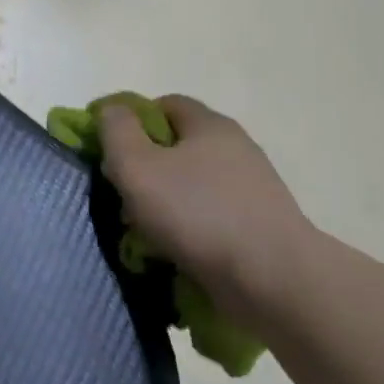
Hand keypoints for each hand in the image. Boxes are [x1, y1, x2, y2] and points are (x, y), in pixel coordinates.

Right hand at [99, 95, 315, 326]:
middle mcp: (235, 148)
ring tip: (142, 231)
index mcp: (210, 125)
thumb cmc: (197, 213)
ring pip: (191, 184)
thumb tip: (110, 109)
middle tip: (122, 194)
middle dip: (144, 168)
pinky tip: (172, 249)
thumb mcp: (137, 166)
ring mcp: (251, 188)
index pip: (164, 104)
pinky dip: (186, 227)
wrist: (273, 278)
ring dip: (163, 202)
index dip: (131, 121)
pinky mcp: (257, 224)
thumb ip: (116, 132)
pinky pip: (209, 215)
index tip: (110, 151)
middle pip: (177, 146)